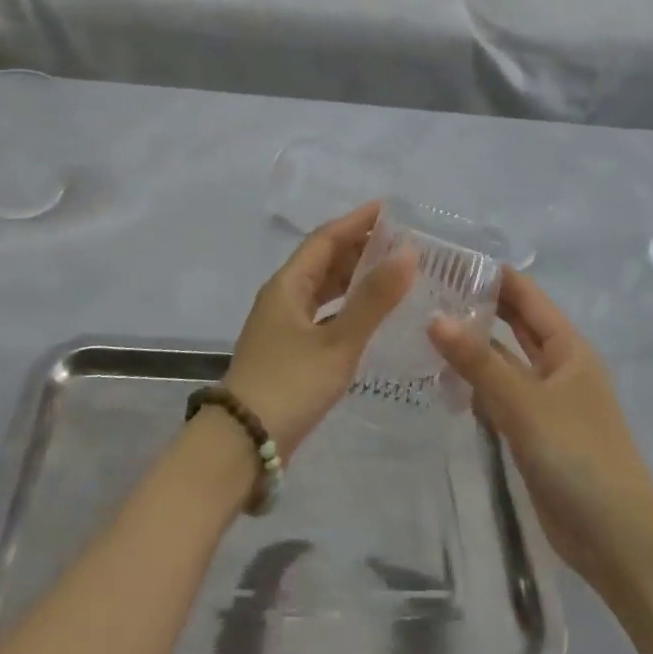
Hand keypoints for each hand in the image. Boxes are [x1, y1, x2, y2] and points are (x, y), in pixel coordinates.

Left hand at [224, 202, 415, 457]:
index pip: (324, 239)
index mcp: (288, 285)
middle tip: (399, 241)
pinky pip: (322, 313)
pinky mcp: (288, 350)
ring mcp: (283, 325)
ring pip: (322, 288)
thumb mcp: (338, 342)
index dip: (355, 221)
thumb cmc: (290, 385)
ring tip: (391, 272)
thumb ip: (374, 299)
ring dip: (353, 277)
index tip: (388, 209)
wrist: (244, 443)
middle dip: (358, 247)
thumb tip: (408, 252)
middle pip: (322, 260)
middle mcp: (282, 297)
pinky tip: (369, 316)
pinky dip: (346, 307)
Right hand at [429, 270, 652, 597]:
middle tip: (423, 290)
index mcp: (567, 348)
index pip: (525, 295)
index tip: (445, 257)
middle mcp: (557, 367)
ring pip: (502, 362)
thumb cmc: (579, 456)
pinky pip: (499, 397)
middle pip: (513, 325)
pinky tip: (439, 381)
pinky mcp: (532, 433)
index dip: (490, 274)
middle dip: (476, 306)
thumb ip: (478, 362)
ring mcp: (544, 402)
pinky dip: (474, 386)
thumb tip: (434, 317)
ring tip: (420, 328)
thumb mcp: (525, 403)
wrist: (619, 539)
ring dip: (471, 348)